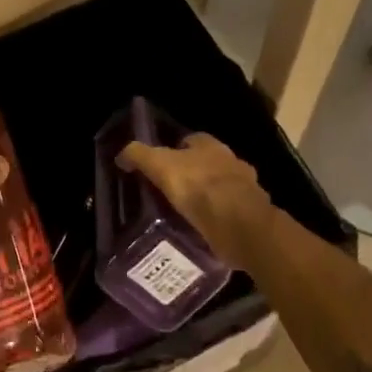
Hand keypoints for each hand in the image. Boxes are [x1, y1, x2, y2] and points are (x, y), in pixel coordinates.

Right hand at [117, 132, 274, 265]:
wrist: (240, 224)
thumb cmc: (199, 187)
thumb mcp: (160, 166)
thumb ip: (139, 156)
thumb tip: (121, 155)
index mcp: (210, 144)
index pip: (189, 140)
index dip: (173, 151)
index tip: (159, 168)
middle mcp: (230, 160)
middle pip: (206, 164)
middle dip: (191, 175)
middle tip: (168, 193)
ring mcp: (245, 188)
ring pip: (219, 188)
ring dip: (205, 199)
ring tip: (184, 216)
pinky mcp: (250, 214)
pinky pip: (228, 213)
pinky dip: (217, 220)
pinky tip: (203, 231)